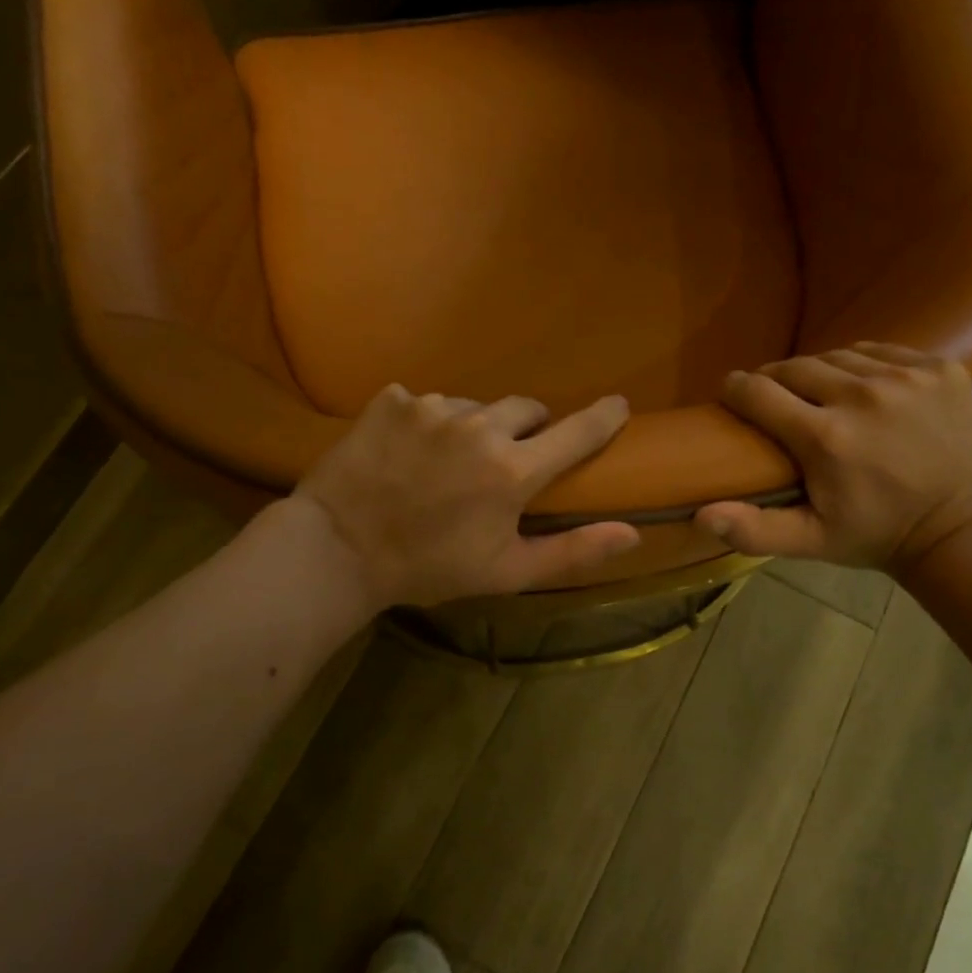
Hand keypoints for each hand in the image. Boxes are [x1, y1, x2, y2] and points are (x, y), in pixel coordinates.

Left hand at [288, 385, 640, 609]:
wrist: (338, 550)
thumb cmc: (429, 567)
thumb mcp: (507, 572)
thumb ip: (573, 551)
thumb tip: (632, 535)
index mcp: (513, 469)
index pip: (576, 432)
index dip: (603, 418)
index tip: (619, 405)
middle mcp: (479, 425)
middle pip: (526, 409)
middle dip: (528, 429)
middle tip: (509, 460)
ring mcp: (432, 407)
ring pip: (475, 405)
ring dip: (475, 427)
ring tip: (449, 462)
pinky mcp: (393, 400)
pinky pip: (427, 402)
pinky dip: (428, 423)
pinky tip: (409, 452)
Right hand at [696, 343, 971, 571]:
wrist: (958, 529)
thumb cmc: (874, 535)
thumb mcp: (810, 541)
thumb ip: (754, 528)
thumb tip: (701, 514)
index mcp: (826, 438)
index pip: (759, 392)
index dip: (737, 389)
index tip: (731, 392)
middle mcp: (864, 396)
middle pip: (796, 367)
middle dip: (776, 380)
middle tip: (773, 398)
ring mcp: (907, 377)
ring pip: (838, 355)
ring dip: (820, 371)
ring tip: (817, 393)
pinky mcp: (940, 368)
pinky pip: (881, 351)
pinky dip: (863, 364)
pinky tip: (863, 387)